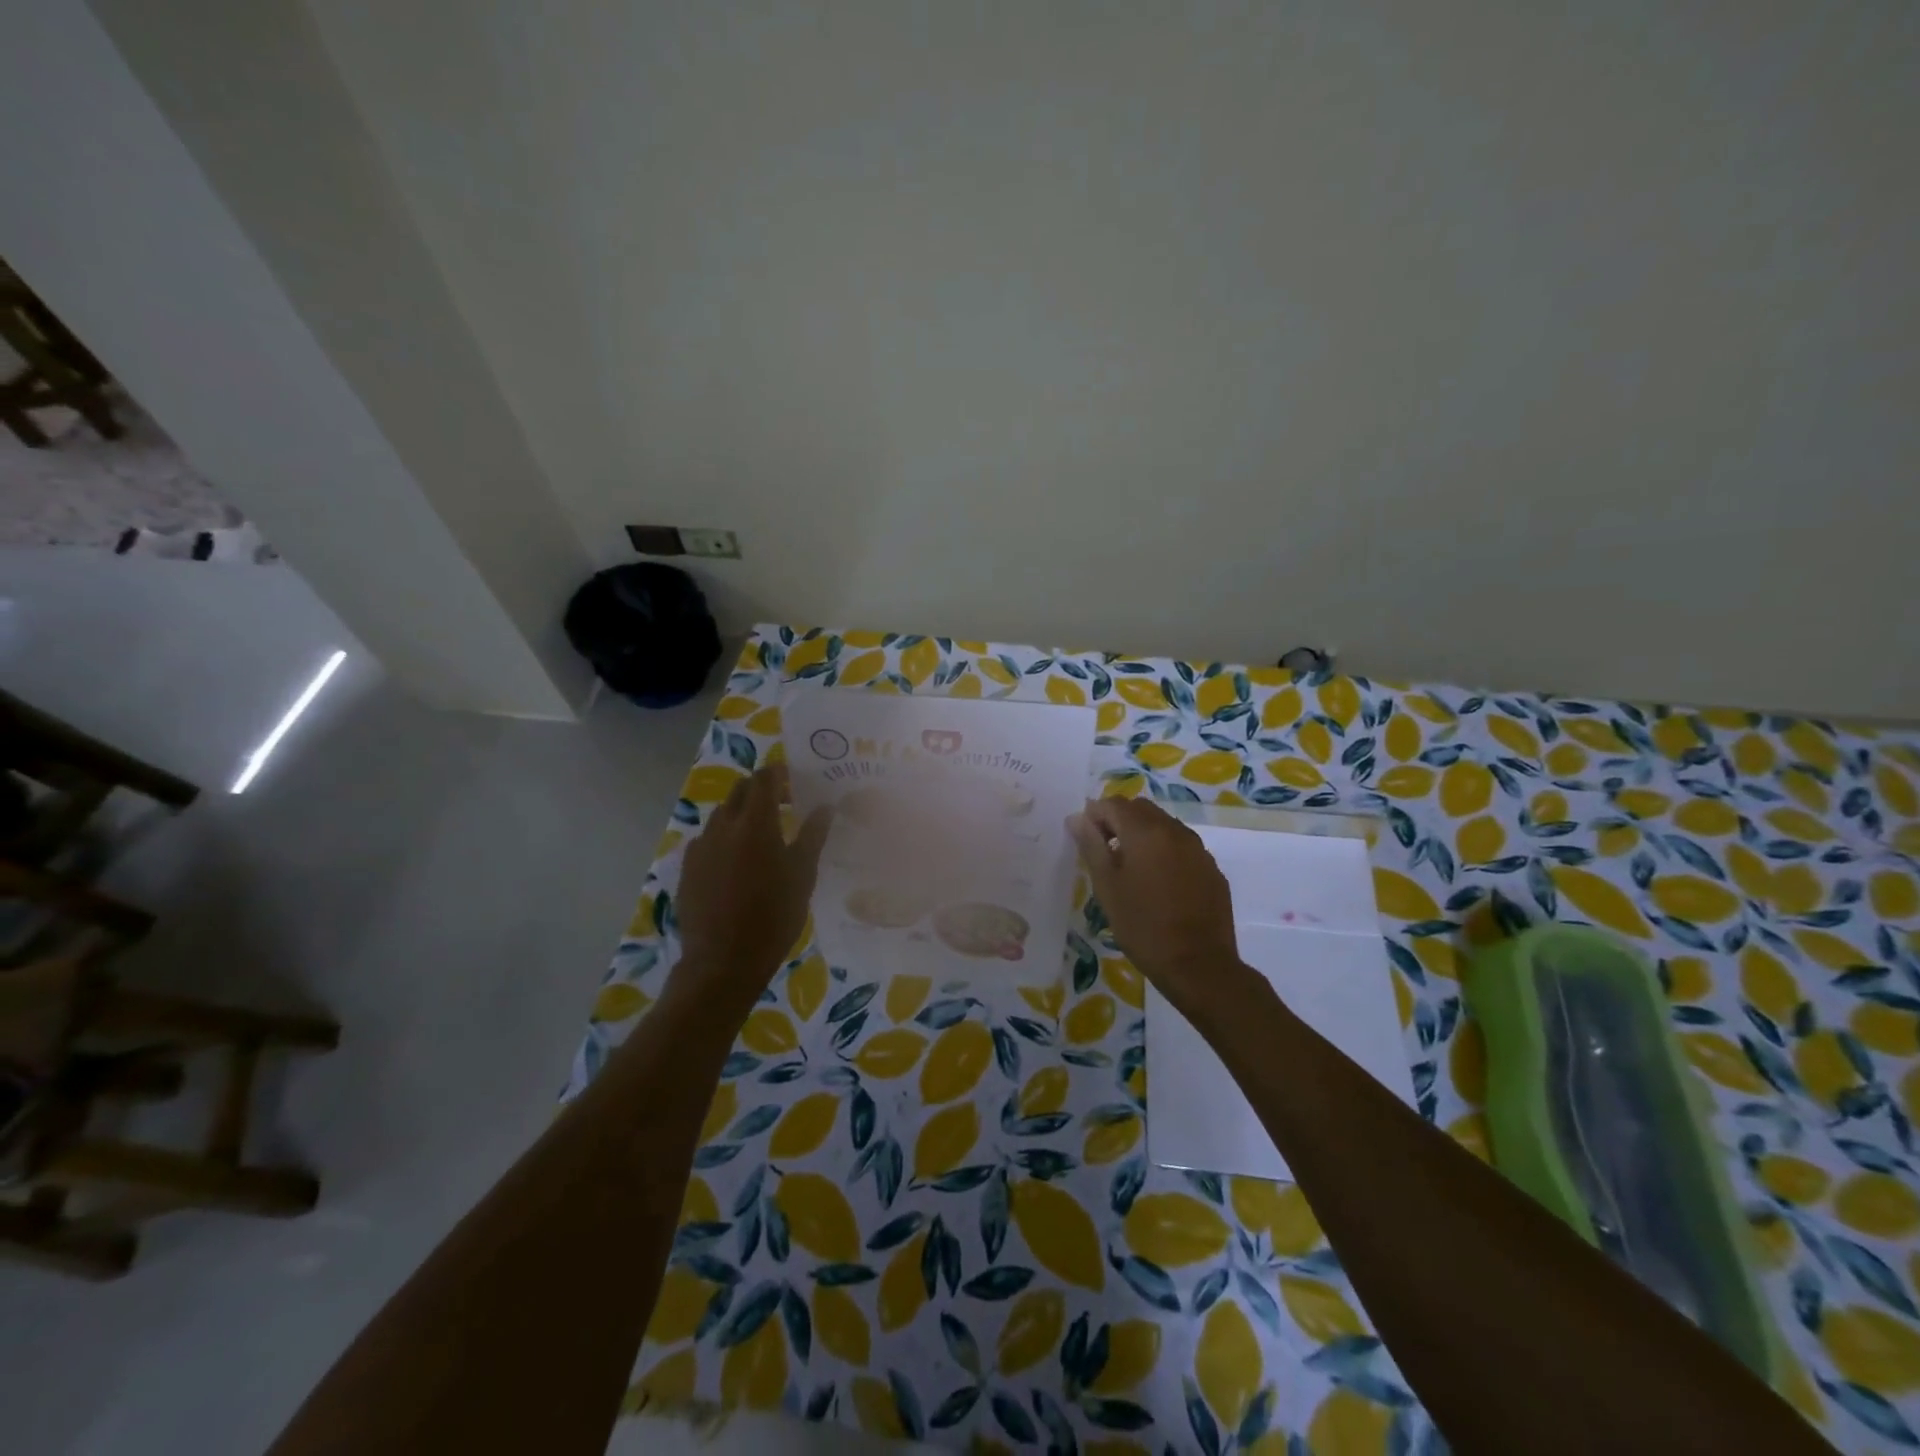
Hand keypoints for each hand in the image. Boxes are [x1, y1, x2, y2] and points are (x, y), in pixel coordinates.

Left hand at [676, 767, 832, 988]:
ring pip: (722, 815)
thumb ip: (813, 836)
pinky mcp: (687, 868)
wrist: (723, 962)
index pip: (764, 778)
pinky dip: (725, 839)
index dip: (779, 774)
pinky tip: (737, 863)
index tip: (796, 783)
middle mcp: (723, 826)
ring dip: (742, 814)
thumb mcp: (803, 876)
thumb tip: (826, 807)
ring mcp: (700, 847)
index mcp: (755, 823)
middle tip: (784, 805)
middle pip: (740, 791)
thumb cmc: (773, 917)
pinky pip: (707, 840)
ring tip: (762, 836)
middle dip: (761, 790)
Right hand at [1067, 797, 1240, 1010]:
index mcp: (1146, 831)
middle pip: (1141, 809)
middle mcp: (1175, 831)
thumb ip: (1091, 846)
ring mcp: (1198, 849)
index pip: (1114, 804)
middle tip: (1105, 852)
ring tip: (1131, 869)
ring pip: (1164, 826)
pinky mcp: (1212, 870)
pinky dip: (1165, 852)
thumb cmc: (1143, 925)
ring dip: (1143, 835)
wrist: (1198, 965)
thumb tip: (1078, 818)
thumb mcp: (1107, 886)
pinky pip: (1183, 847)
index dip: (1094, 815)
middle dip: (1119, 820)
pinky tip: (1159, 884)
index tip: (1086, 839)